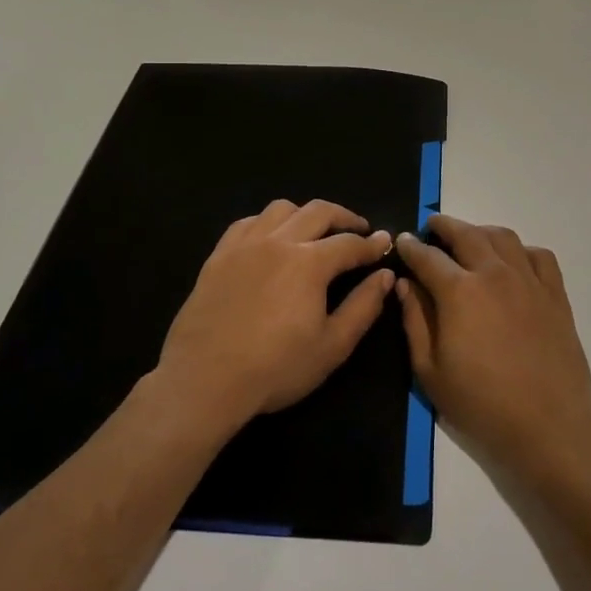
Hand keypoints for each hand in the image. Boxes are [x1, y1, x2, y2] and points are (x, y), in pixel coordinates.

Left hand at [156, 199, 395, 431]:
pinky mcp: (219, 255)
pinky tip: (271, 238)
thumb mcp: (332, 346)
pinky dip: (268, 222)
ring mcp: (245, 245)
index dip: (372, 244)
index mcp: (310, 263)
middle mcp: (279, 242)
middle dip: (345, 217)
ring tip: (314, 231)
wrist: (205, 380)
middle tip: (358, 229)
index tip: (385, 243)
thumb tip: (385, 276)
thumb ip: (363, 307)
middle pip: (319, 212)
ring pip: (281, 209)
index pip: (350, 243)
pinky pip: (247, 222)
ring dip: (305, 214)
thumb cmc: (275, 368)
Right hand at [395, 214, 590, 480]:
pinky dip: (521, 250)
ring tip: (470, 238)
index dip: (411, 247)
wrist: (548, 425)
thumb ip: (415, 320)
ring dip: (480, 231)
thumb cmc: (481, 403)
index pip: (428, 257)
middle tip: (432, 226)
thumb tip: (405, 284)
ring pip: (503, 237)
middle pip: (466, 234)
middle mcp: (494, 274)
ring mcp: (529, 280)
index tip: (402, 241)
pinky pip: (539, 256)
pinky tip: (513, 261)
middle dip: (444, 226)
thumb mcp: (430, 371)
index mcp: (459, 291)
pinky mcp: (555, 294)